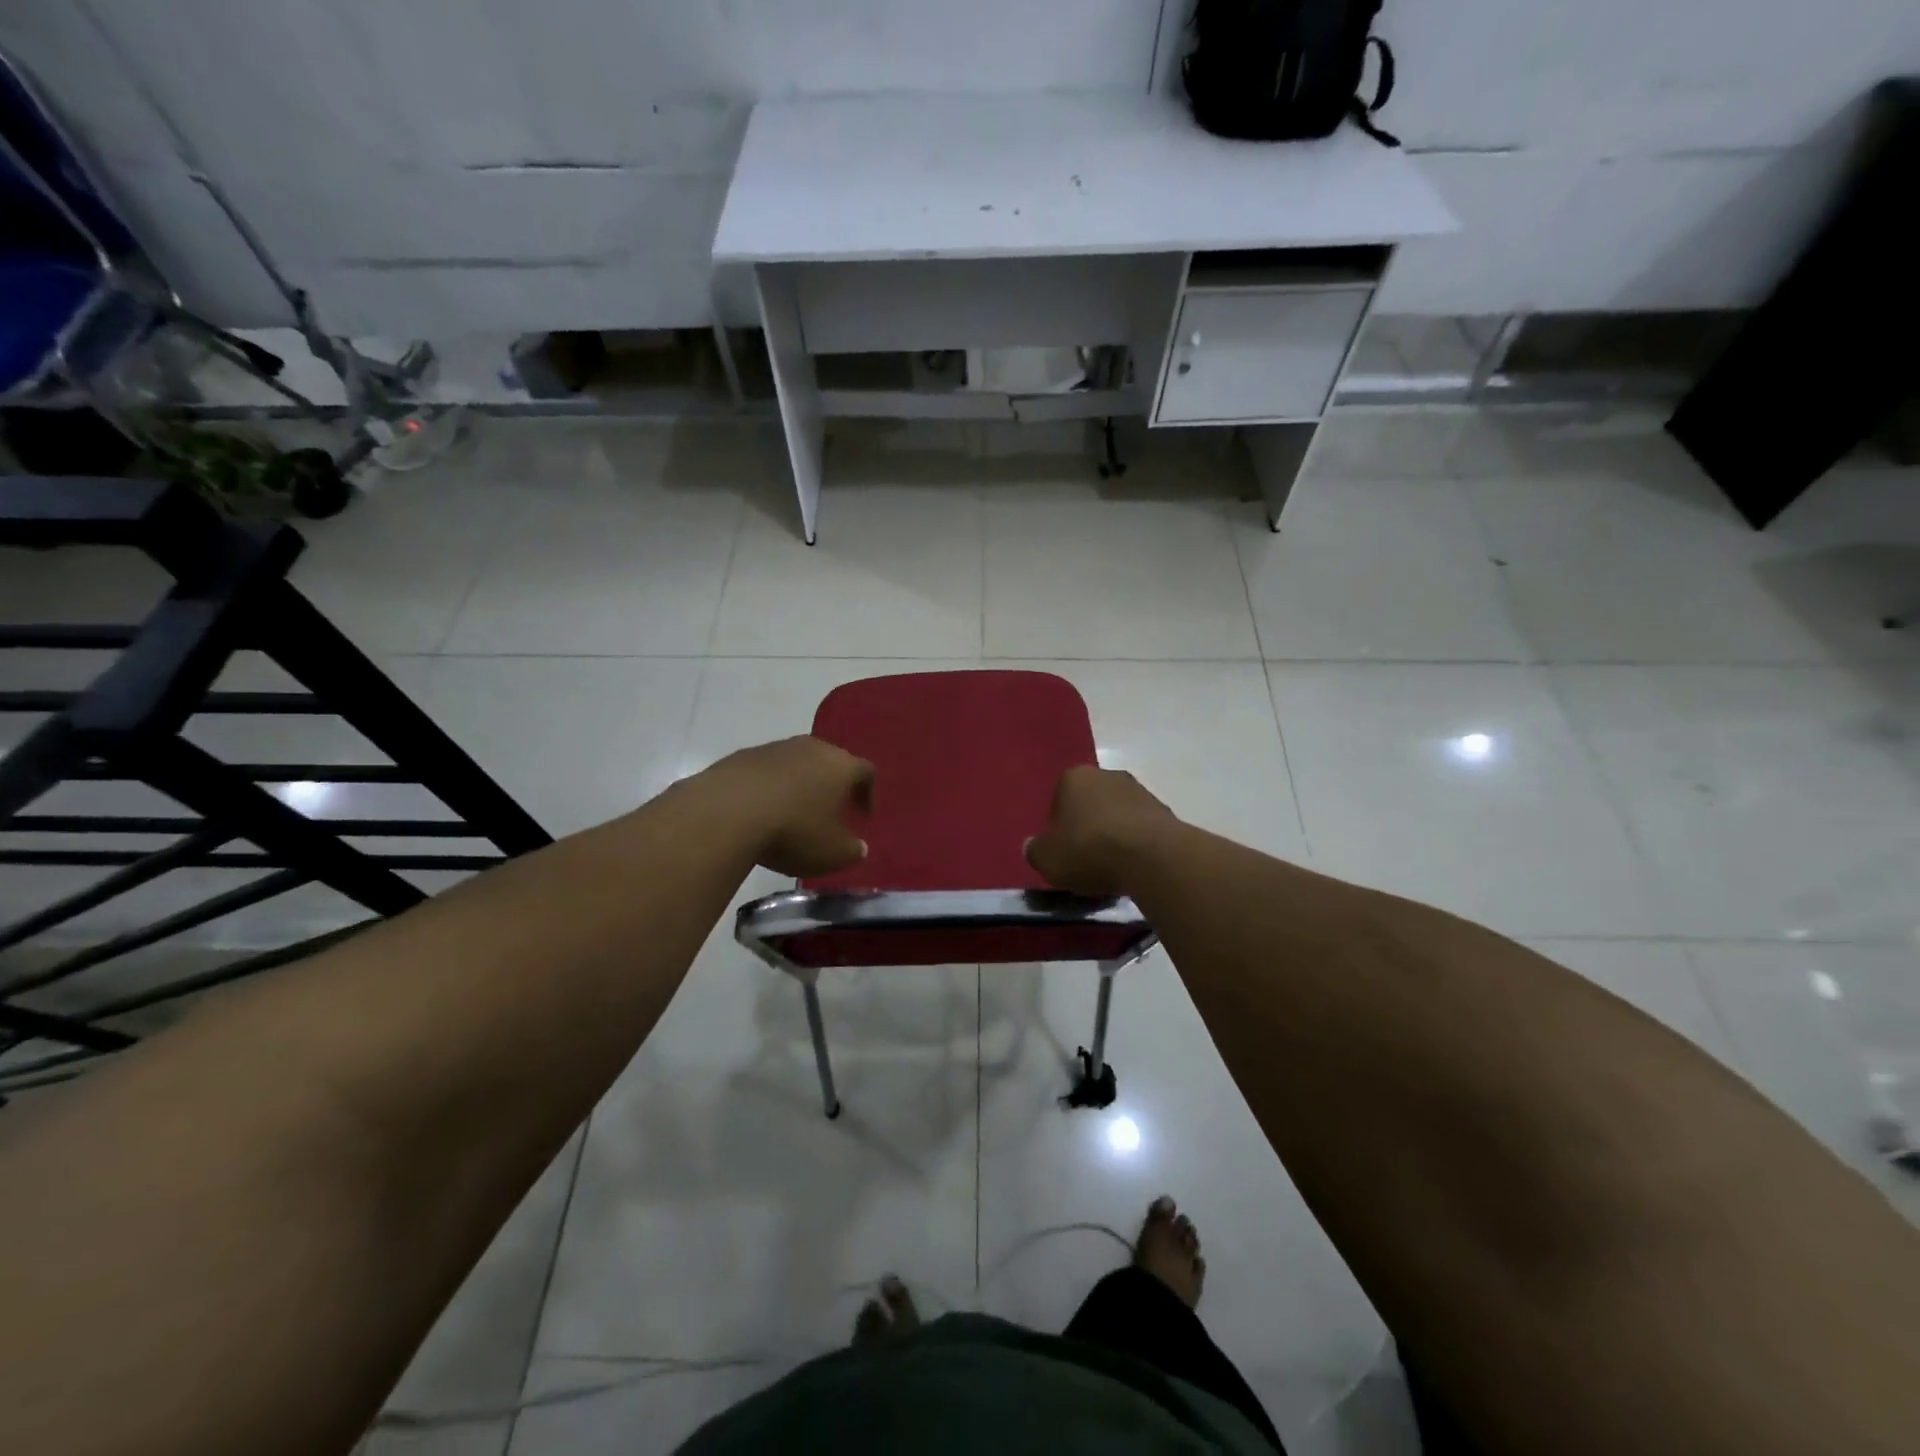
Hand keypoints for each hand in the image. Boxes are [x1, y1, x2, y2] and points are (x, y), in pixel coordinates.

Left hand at [701, 736, 874, 877]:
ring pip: (796, 763)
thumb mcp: (832, 854)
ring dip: (798, 783)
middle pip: (830, 761)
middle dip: (832, 784)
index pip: (865, 771)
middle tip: (829, 810)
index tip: (862, 815)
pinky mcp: (741, 756)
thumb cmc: (793, 831)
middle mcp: (811, 748)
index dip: (867, 793)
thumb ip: (852, 850)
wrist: (725, 812)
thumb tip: (858, 846)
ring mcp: (774, 748)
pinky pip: (764, 770)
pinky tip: (759, 810)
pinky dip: (768, 786)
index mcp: (841, 766)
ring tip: (791, 812)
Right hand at [1025, 766, 1178, 897]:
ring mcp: (1139, 790)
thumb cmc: (1088, 849)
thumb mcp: (1047, 858)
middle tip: (1085, 860)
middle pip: (1090, 804)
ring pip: (1117, 815)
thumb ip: (1035, 850)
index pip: (1058, 799)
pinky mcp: (1164, 811)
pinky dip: (1135, 845)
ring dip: (1113, 836)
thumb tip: (1033, 846)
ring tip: (1111, 869)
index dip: (1058, 828)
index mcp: (1074, 777)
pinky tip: (1133, 867)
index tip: (1063, 851)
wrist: (1151, 857)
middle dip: (1087, 828)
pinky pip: (1140, 829)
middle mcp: (1107, 775)